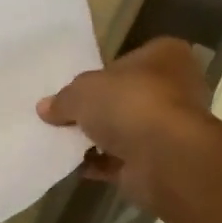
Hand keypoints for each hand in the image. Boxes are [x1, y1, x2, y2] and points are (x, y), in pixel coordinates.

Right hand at [38, 38, 211, 210]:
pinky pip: (122, 161)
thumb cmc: (129, 104)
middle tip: (65, 117)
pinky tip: (75, 167)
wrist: (164, 158)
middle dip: (98, 110)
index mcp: (165, 56)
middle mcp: (175, 88)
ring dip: (98, 139)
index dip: (100, 74)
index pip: (128, 60)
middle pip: (126, 97)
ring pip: (125, 131)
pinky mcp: (160, 161)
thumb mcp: (83, 91)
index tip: (75, 89)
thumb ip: (64, 98)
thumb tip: (45, 108)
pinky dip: (101, 164)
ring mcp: (169, 128)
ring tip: (63, 143)